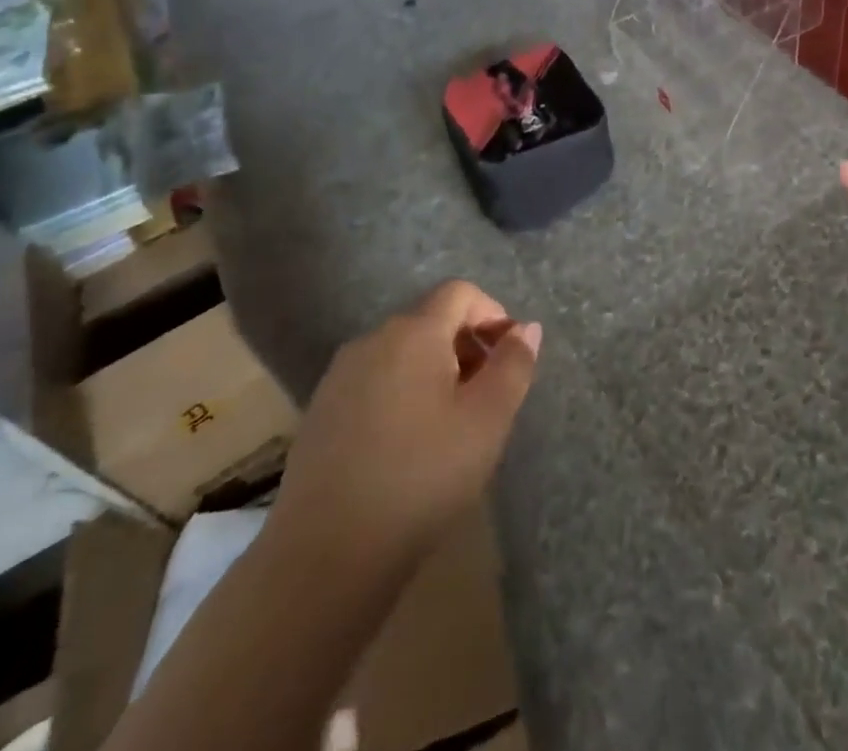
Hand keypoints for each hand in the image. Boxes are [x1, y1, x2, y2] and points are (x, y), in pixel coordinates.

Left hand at [272, 280, 541, 560]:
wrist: (325, 555)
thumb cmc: (421, 477)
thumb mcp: (486, 421)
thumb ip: (513, 366)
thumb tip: (527, 328)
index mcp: (413, 332)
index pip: (460, 292)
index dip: (493, 314)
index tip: (509, 357)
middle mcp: (372, 340)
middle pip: (431, 319)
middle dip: (467, 346)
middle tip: (487, 397)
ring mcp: (340, 375)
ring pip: (402, 352)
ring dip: (436, 371)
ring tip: (451, 425)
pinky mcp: (321, 411)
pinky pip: (375, 381)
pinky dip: (402, 393)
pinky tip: (408, 447)